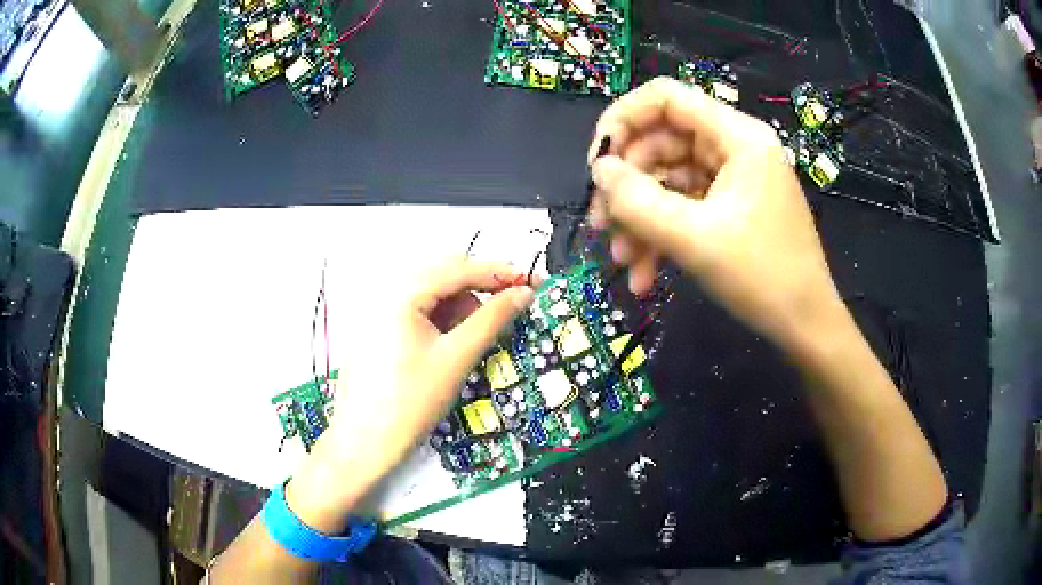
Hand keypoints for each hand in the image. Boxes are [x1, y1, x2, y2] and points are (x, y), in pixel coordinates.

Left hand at [286, 259, 534, 530]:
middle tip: (506, 316)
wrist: (364, 444)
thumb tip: (523, 293)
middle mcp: (387, 295)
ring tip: (473, 343)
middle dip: (478, 293)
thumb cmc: (410, 402)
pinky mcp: (378, 333)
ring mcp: (379, 315)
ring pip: (432, 297)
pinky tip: (450, 349)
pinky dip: (441, 324)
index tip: (532, 284)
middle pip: (444, 278)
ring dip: (460, 310)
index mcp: (402, 294)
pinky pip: (417, 315)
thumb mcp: (457, 358)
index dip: (499, 274)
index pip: (459, 268)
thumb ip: (493, 319)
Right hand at [588, 77, 847, 353]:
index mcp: (737, 136)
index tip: (597, 162)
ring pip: (668, 180)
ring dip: (639, 219)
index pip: (666, 98)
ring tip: (623, 260)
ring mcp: (734, 179)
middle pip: (662, 142)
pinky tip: (645, 276)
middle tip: (600, 224)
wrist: (806, 327)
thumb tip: (599, 170)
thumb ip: (637, 200)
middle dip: (627, 185)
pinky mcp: (731, 208)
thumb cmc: (762, 277)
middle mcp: (735, 147)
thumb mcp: (694, 238)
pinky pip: (685, 207)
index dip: (623, 119)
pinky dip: (661, 235)